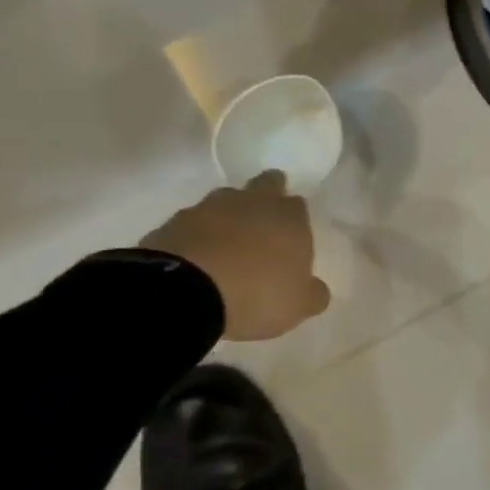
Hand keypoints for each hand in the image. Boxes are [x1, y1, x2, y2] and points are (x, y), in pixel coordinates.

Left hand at [141, 172, 331, 341]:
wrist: (185, 293)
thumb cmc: (257, 294)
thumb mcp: (299, 305)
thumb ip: (313, 293)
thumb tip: (316, 288)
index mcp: (289, 217)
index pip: (297, 204)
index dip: (295, 218)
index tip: (291, 237)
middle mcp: (252, 203)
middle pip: (265, 184)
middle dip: (268, 195)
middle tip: (265, 220)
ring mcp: (209, 208)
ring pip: (225, 201)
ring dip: (229, 216)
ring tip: (227, 244)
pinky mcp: (173, 222)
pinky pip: (192, 224)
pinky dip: (198, 236)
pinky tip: (198, 258)